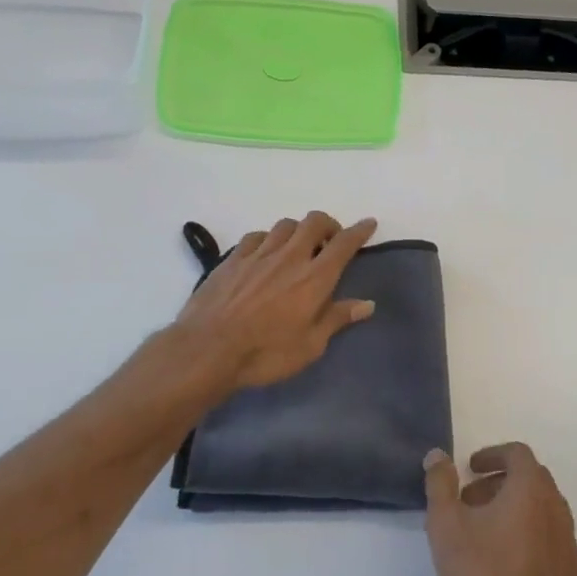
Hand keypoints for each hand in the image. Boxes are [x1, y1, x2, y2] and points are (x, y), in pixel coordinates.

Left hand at [176, 212, 377, 391]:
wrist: (208, 349)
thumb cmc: (265, 353)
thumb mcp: (310, 346)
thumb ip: (337, 319)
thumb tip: (367, 304)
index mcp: (315, 278)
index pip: (344, 244)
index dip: (359, 230)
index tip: (369, 223)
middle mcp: (290, 257)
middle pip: (314, 222)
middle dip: (328, 224)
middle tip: (330, 241)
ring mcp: (259, 254)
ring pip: (285, 225)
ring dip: (298, 230)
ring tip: (298, 247)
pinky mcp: (233, 258)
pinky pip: (257, 236)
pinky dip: (268, 239)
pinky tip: (265, 253)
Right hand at [424, 443, 576, 575]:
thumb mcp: (445, 525)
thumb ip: (440, 483)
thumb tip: (438, 455)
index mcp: (532, 492)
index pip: (518, 454)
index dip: (493, 454)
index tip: (470, 469)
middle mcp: (558, 511)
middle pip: (533, 480)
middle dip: (500, 482)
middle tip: (471, 501)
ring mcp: (570, 546)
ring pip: (544, 511)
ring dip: (516, 510)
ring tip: (485, 535)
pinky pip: (551, 542)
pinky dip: (530, 538)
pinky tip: (506, 566)